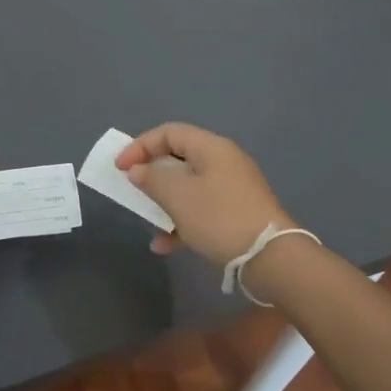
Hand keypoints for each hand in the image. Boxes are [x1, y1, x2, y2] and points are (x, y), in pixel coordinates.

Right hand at [114, 123, 290, 265]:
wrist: (270, 258)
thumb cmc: (219, 217)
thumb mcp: (178, 196)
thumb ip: (152, 178)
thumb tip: (138, 170)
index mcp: (211, 148)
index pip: (169, 132)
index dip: (140, 146)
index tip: (120, 168)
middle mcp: (223, 162)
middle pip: (179, 158)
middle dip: (151, 174)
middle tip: (132, 189)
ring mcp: (232, 189)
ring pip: (189, 186)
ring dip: (164, 201)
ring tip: (147, 219)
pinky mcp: (237, 214)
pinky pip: (201, 210)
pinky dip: (181, 222)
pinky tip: (165, 245)